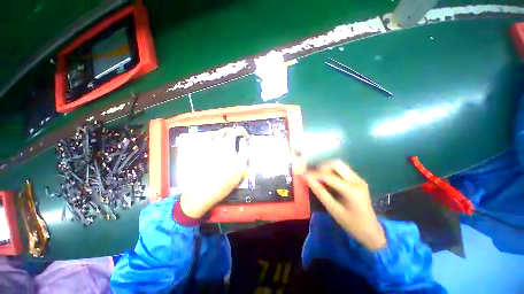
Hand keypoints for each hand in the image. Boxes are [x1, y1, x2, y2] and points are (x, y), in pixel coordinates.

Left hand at [180, 127, 248, 217]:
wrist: (202, 192)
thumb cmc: (224, 181)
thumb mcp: (239, 170)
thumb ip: (244, 156)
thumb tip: (247, 148)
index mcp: (226, 146)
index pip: (234, 132)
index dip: (241, 131)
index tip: (245, 136)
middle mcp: (214, 143)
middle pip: (223, 131)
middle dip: (231, 131)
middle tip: (236, 135)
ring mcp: (204, 147)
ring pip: (212, 134)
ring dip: (220, 133)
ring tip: (224, 138)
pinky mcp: (196, 153)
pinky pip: (202, 140)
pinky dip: (209, 138)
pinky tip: (211, 143)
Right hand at [304, 160, 386, 250]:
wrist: (371, 231)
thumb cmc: (351, 224)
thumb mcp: (333, 209)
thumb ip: (319, 192)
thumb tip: (306, 178)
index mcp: (352, 190)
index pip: (328, 176)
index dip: (313, 175)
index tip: (303, 175)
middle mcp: (357, 180)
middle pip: (336, 163)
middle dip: (321, 168)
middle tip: (313, 177)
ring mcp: (358, 178)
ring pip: (338, 165)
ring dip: (326, 169)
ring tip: (318, 178)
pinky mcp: (357, 179)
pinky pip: (341, 170)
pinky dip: (331, 172)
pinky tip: (326, 181)